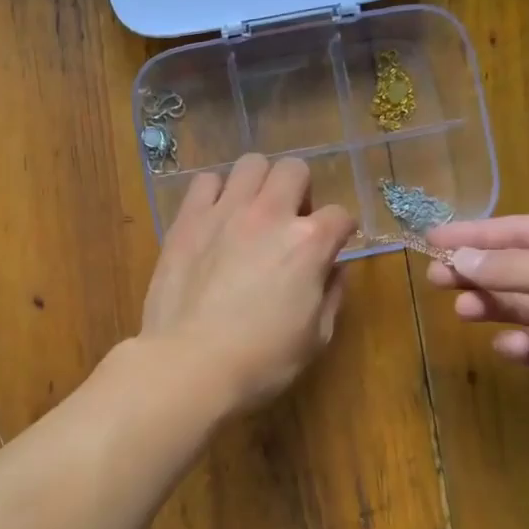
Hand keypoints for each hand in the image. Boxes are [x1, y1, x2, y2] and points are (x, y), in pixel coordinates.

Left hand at [139, 154, 355, 416]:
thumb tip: (333, 269)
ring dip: (258, 184)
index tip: (332, 246)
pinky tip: (214, 217)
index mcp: (308, 243)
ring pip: (250, 164)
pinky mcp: (187, 220)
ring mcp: (224, 212)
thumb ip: (331, 295)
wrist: (190, 364)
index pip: (341, 215)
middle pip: (294, 170)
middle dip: (300, 191)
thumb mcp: (316, 338)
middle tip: (289, 222)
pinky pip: (204, 182)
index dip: (341, 231)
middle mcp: (269, 215)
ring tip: (251, 213)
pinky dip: (215, 192)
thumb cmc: (261, 361)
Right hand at [425, 214, 528, 447]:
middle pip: (517, 266)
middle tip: (434, 276)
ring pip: (521, 304)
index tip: (431, 236)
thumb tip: (458, 257)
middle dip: (477, 270)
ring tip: (462, 310)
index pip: (522, 231)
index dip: (476, 233)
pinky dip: (517, 343)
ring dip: (491, 304)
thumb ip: (514, 269)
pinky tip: (508, 347)